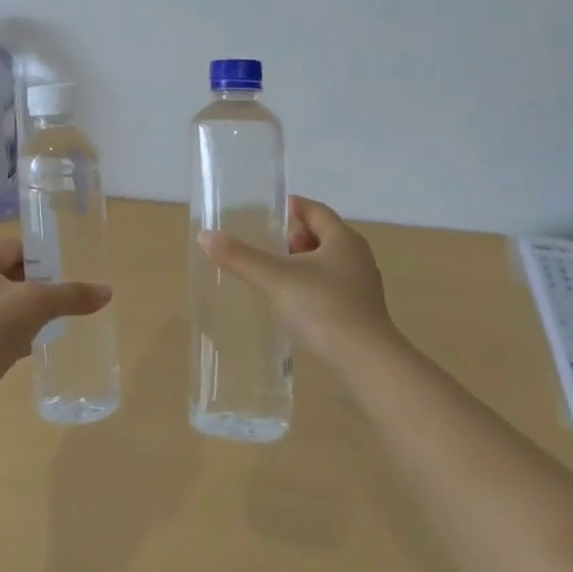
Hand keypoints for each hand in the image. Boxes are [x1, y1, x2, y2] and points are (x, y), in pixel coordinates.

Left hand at [0, 239, 111, 422]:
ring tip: (55, 320)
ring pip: (4, 307)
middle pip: (8, 277)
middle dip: (36, 285)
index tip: (64, 266)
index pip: (12, 248)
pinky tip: (36, 346)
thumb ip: (71, 295)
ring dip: (27, 312)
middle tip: (64, 294)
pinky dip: (17, 336)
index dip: (39, 254)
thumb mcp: (37, 303)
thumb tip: (107, 292)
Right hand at [200, 196, 397, 361]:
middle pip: (324, 235)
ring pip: (329, 263)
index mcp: (343, 239)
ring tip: (276, 275)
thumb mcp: (274, 278)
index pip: (316, 210)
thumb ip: (240, 256)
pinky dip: (312, 287)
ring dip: (304, 264)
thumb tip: (205, 235)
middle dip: (296, 237)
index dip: (293, 207)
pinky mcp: (362, 314)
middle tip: (268, 245)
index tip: (270, 211)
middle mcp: (358, 257)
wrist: (366, 364)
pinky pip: (333, 288)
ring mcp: (363, 288)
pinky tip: (293, 304)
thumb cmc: (322, 308)